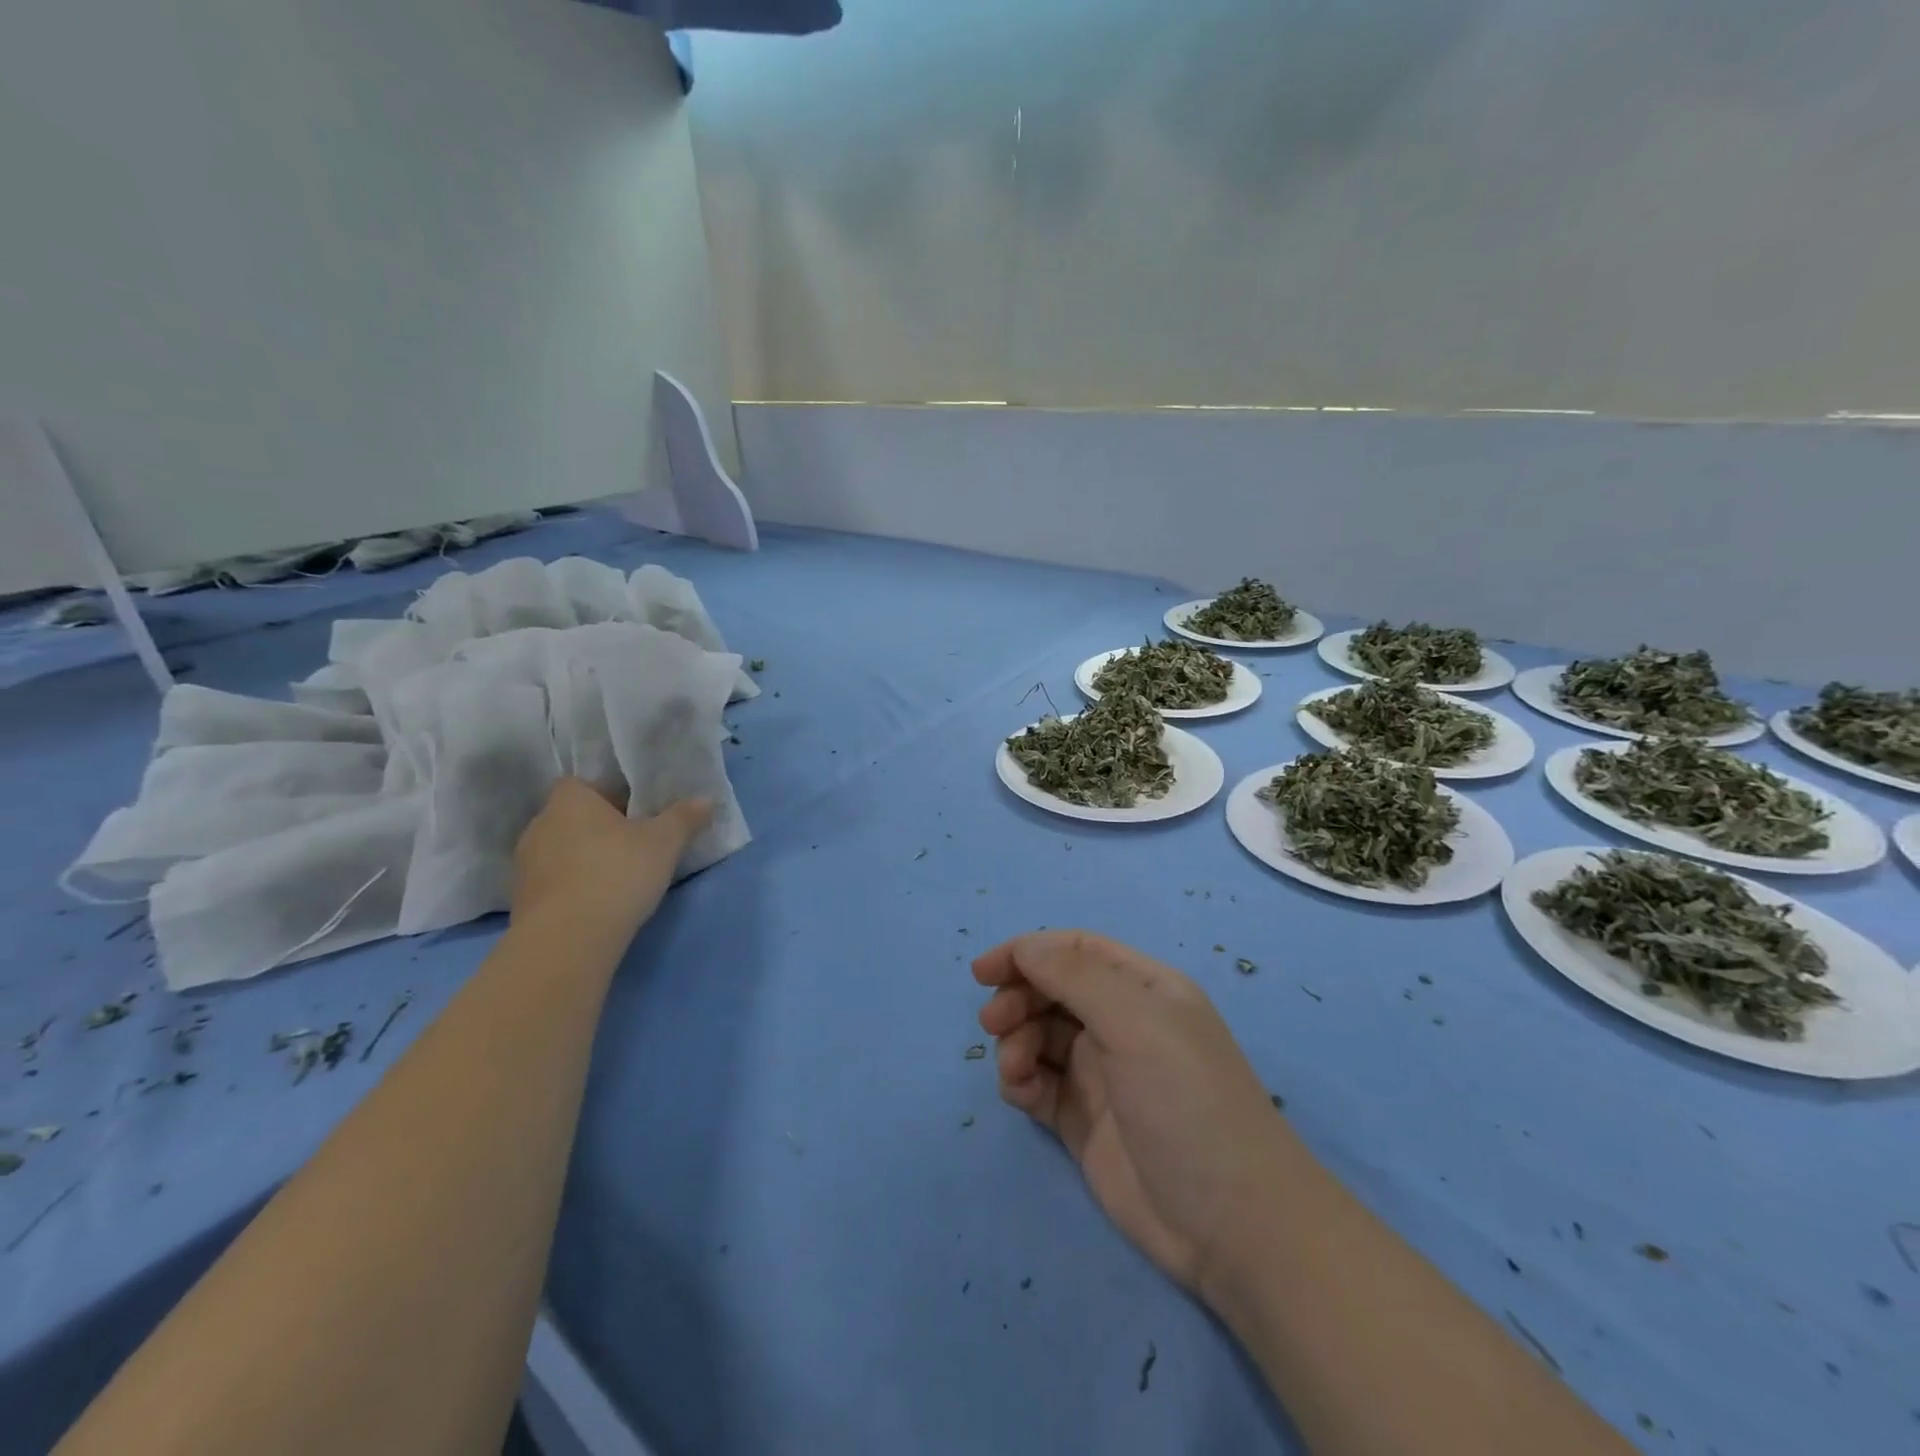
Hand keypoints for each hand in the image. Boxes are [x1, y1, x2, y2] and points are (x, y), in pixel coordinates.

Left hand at [511, 778, 710, 933]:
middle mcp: (539, 824)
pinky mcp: (523, 900)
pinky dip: (573, 886)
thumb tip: (705, 800)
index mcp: (569, 800)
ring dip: (584, 859)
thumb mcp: (664, 842)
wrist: (568, 938)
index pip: (582, 784)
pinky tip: (598, 902)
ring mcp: (525, 864)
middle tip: (634, 844)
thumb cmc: (617, 873)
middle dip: (599, 828)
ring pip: (562, 850)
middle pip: (572, 817)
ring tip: (618, 877)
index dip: (607, 794)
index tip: (633, 812)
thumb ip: (684, 817)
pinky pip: (554, 881)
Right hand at [974, 930, 1292, 1294]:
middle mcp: (1122, 1023)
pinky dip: (1021, 1080)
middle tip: (994, 1023)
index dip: (1028, 952)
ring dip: (1016, 1041)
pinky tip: (1022, 1094)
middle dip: (1018, 999)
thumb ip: (1075, 976)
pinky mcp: (1082, 1120)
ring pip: (1039, 1036)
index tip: (983, 971)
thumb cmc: (1187, 1101)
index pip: (1075, 951)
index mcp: (1143, 989)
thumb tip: (1024, 946)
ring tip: (1015, 1068)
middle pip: (1052, 991)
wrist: (1230, 1225)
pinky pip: (1038, 1083)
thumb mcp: (1136, 1022)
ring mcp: (1101, 1073)